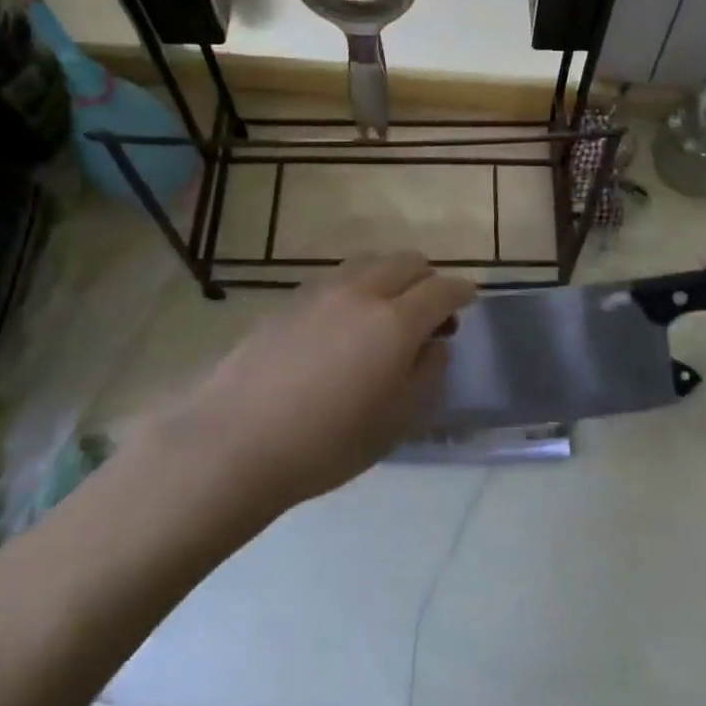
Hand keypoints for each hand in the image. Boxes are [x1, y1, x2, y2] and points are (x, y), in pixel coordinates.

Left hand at [157, 254, 476, 510]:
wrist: (234, 441)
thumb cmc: (326, 444)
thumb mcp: (395, 422)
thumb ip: (426, 374)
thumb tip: (435, 344)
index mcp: (395, 322)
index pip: (442, 288)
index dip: (462, 291)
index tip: (470, 299)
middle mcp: (361, 292)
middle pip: (407, 262)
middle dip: (428, 278)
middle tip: (431, 311)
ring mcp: (320, 291)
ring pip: (370, 263)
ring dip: (391, 277)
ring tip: (388, 313)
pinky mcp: (289, 300)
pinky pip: (338, 278)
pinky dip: (358, 287)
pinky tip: (346, 323)